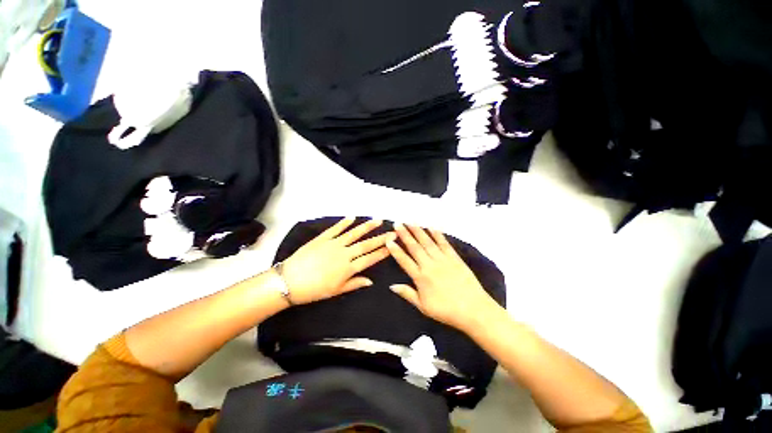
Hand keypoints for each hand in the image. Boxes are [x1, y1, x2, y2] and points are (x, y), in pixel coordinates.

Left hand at [281, 218, 395, 304]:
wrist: (289, 281)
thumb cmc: (314, 290)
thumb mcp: (336, 291)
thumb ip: (354, 283)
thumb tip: (371, 281)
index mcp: (348, 268)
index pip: (370, 258)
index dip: (382, 252)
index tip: (393, 245)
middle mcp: (344, 253)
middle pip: (366, 244)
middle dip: (381, 238)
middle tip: (392, 231)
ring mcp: (334, 243)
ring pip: (354, 233)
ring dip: (367, 226)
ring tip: (378, 220)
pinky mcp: (323, 238)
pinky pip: (336, 228)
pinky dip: (344, 222)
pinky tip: (352, 217)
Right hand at [386, 224, 497, 331]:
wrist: (473, 309)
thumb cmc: (446, 310)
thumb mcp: (423, 307)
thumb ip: (407, 294)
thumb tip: (391, 286)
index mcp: (420, 277)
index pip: (404, 260)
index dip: (395, 250)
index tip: (389, 240)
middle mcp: (429, 265)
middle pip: (414, 247)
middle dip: (405, 234)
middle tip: (398, 224)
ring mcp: (442, 259)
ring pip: (427, 242)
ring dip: (418, 231)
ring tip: (410, 222)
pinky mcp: (454, 257)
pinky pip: (444, 243)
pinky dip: (437, 234)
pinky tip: (431, 227)